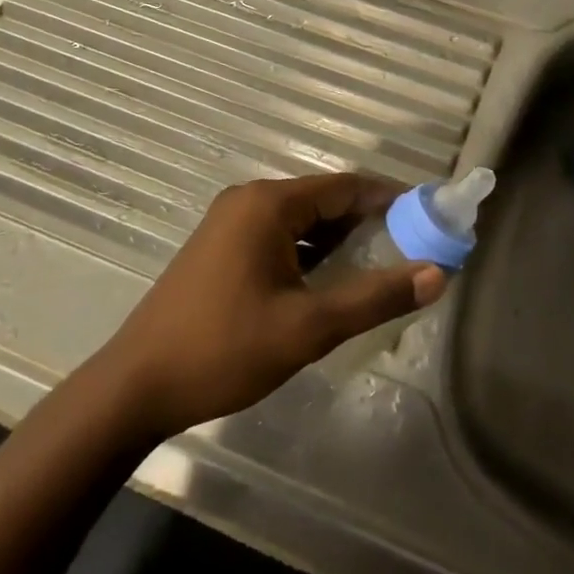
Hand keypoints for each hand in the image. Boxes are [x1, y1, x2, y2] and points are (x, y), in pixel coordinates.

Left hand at [94, 173, 448, 439]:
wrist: (136, 387)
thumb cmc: (224, 349)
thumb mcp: (309, 327)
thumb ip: (375, 298)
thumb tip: (437, 274)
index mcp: (269, 204)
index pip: (346, 187)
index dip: (390, 200)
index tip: (428, 218)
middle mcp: (249, 200)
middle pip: (323, 200)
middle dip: (368, 221)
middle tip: (411, 247)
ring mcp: (229, 223)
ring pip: (301, 220)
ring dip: (338, 238)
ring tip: (379, 265)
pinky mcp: (220, 247)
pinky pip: (278, 236)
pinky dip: (309, 251)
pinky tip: (328, 280)